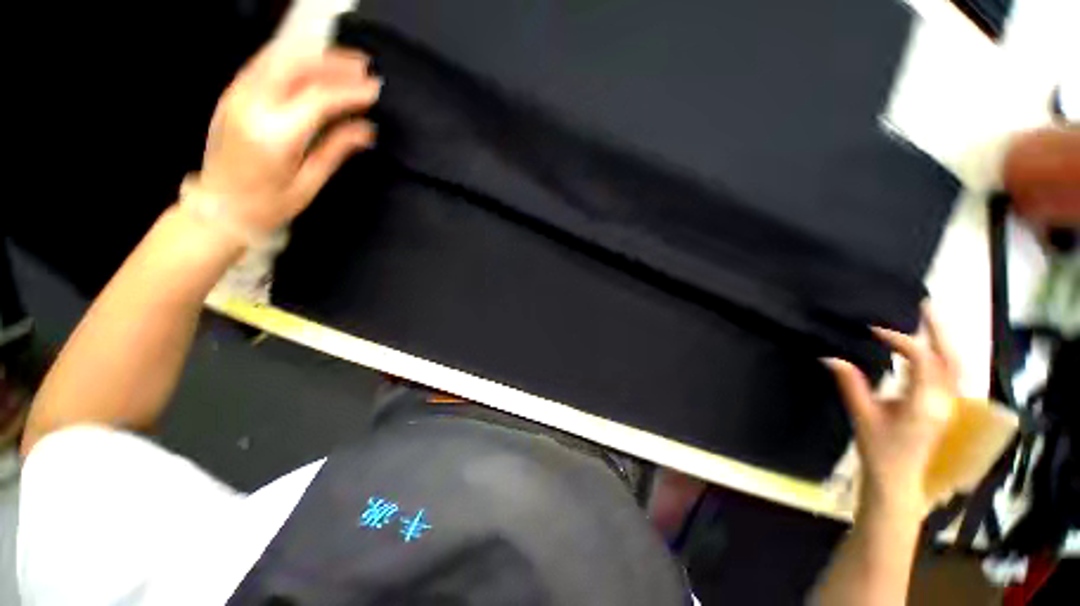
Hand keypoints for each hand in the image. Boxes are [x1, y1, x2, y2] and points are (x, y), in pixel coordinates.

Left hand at [195, 43, 380, 235]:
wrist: (219, 207)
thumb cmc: (268, 204)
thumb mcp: (309, 183)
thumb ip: (336, 149)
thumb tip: (366, 130)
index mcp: (274, 135)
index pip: (318, 98)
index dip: (350, 91)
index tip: (375, 90)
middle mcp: (251, 106)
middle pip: (295, 65)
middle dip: (334, 62)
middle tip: (364, 67)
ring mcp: (237, 96)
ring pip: (278, 57)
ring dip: (314, 55)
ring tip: (344, 62)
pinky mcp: (232, 94)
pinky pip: (264, 63)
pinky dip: (293, 58)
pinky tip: (313, 65)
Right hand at [824, 305, 958, 517]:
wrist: (898, 478)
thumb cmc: (879, 450)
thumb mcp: (862, 416)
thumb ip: (850, 384)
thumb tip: (831, 357)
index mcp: (925, 404)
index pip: (923, 361)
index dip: (902, 341)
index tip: (875, 331)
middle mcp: (944, 401)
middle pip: (952, 358)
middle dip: (938, 330)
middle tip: (923, 306)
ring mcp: (948, 404)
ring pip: (955, 365)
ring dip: (942, 341)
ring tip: (926, 320)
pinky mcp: (944, 406)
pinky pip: (948, 373)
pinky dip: (938, 355)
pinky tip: (925, 346)